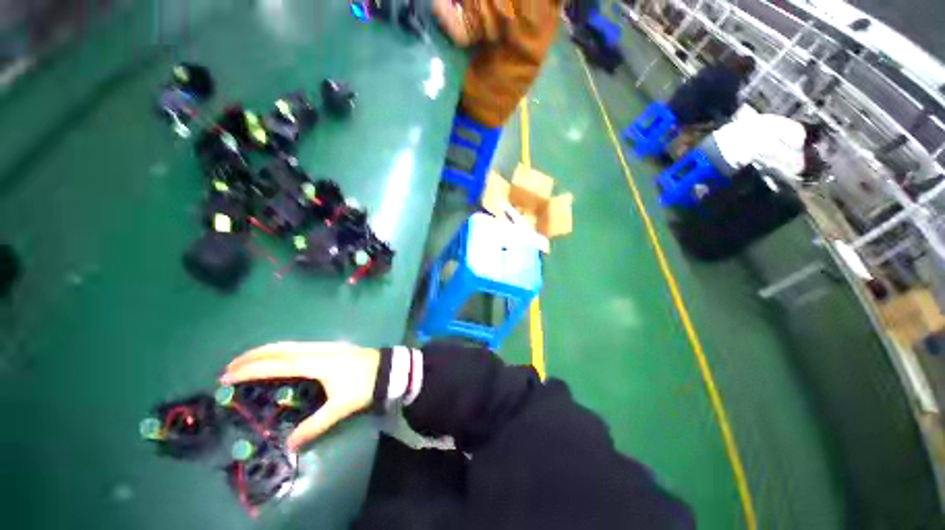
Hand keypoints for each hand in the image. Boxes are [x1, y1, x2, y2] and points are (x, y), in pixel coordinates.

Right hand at [220, 342, 380, 451]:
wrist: (387, 369)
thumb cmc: (364, 386)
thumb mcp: (340, 407)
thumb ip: (315, 426)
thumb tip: (289, 446)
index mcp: (316, 363)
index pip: (277, 365)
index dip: (251, 370)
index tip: (228, 376)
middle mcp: (317, 350)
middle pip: (280, 350)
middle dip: (252, 357)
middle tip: (228, 368)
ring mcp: (325, 346)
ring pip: (289, 345)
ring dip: (266, 351)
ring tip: (246, 361)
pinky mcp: (331, 347)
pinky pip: (299, 345)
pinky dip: (281, 350)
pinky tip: (277, 356)